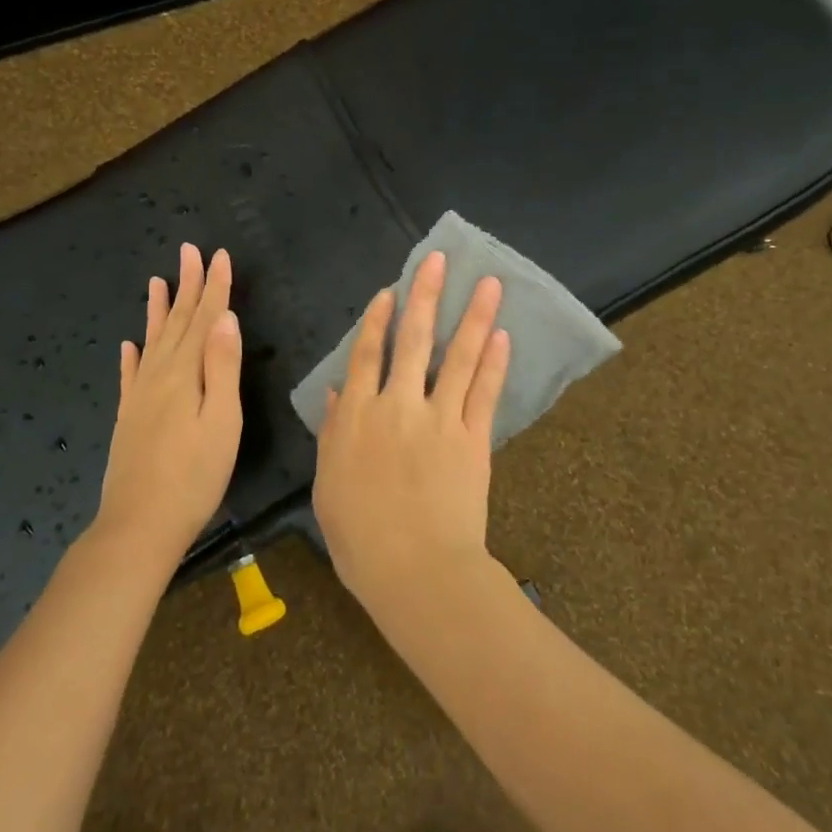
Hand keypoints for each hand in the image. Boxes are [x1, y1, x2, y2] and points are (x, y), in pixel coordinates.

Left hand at [94, 244, 242, 563]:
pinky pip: (129, 375)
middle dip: (187, 286)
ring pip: (151, 341)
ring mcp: (139, 397)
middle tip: (189, 251)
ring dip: (158, 310)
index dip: (214, 287)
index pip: (204, 320)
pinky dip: (131, 356)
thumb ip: (223, 368)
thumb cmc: (194, 477)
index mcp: (185, 374)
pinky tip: (128, 345)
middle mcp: (159, 376)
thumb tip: (225, 319)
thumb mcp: (222, 421)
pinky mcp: (128, 418)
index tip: (218, 255)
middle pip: (177, 322)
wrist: (138, 525)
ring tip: (157, 281)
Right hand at [312, 250, 511, 614]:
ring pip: (457, 356)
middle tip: (439, 260)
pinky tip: (502, 335)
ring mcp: (439, 419)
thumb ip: (333, 433)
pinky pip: (484, 392)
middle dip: (425, 296)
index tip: (390, 290)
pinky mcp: (473, 438)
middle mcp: (397, 406)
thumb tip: (337, 392)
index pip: (367, 355)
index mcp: (357, 417)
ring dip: (472, 316)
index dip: (378, 320)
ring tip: (487, 283)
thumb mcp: (329, 485)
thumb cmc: (360, 538)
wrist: (415, 571)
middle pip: (412, 340)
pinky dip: (494, 363)